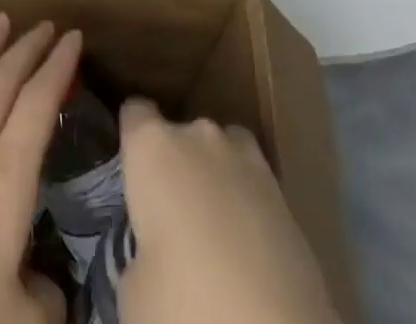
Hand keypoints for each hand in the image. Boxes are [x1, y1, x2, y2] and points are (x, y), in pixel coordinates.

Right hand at [117, 100, 340, 323]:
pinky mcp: (285, 193)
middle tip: (171, 220)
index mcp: (153, 146)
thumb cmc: (184, 302)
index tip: (130, 173)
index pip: (134, 113)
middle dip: (176, 167)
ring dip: (215, 179)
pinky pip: (253, 185)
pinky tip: (246, 250)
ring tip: (212, 230)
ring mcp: (247, 158)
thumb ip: (138, 249)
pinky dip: (247, 206)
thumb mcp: (132, 290)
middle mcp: (198, 135)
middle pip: (180, 135)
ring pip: (221, 153)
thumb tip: (152, 253)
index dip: (131, 141)